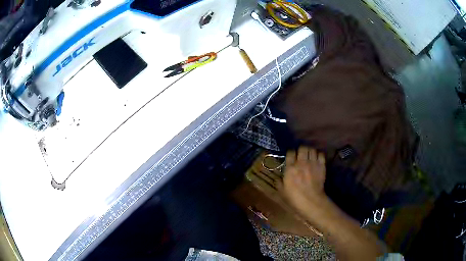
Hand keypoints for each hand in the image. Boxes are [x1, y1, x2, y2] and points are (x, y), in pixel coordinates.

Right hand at [277, 146, 326, 214]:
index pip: (290, 153)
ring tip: (309, 156)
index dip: (291, 153)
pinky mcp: (322, 166)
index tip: (291, 157)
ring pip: (312, 149)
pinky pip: (321, 154)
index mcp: (291, 168)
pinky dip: (319, 155)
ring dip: (310, 151)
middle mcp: (302, 162)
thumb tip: (277, 178)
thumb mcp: (283, 191)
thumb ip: (279, 182)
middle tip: (301, 155)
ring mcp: (313, 163)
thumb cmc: (295, 198)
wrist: (312, 201)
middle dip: (301, 150)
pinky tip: (317, 159)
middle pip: (302, 148)